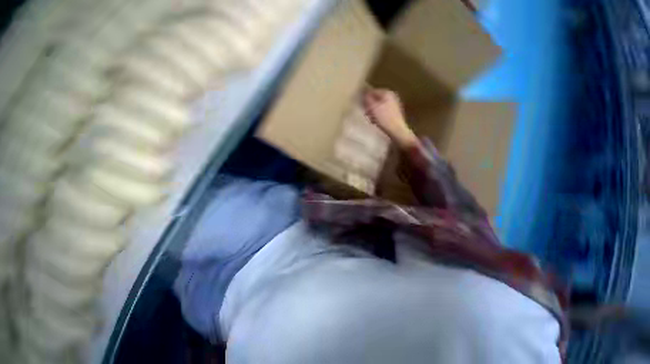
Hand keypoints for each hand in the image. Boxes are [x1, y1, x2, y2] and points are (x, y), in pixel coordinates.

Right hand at [362, 88, 417, 148]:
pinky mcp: (395, 113)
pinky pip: (383, 111)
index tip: (362, 106)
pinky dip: (379, 115)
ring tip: (370, 118)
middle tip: (366, 113)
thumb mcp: (373, 108)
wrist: (396, 130)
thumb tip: (364, 93)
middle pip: (376, 98)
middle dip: (370, 105)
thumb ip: (367, 99)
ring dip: (373, 111)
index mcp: (387, 93)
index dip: (365, 98)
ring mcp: (394, 104)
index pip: (372, 91)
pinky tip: (377, 122)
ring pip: (379, 105)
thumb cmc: (384, 118)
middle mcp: (392, 96)